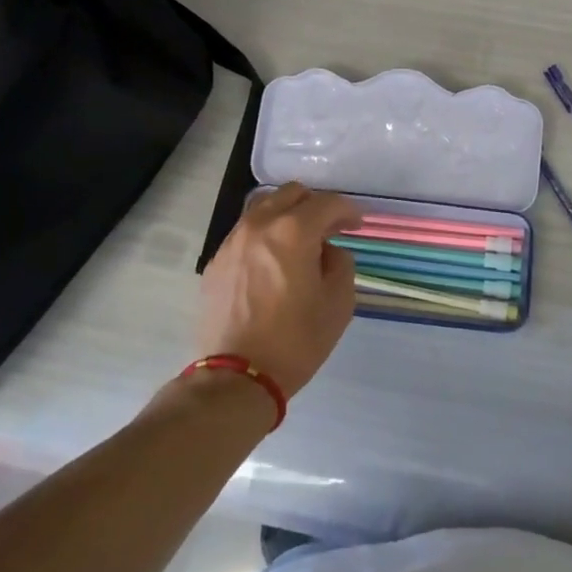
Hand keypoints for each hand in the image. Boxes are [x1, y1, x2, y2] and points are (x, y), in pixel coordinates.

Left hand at [197, 183, 358, 396]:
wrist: (235, 378)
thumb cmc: (295, 341)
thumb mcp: (338, 304)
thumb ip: (341, 264)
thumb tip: (328, 251)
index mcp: (293, 231)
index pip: (327, 203)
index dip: (347, 211)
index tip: (356, 225)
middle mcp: (260, 225)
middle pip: (291, 193)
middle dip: (315, 205)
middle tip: (328, 229)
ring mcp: (232, 241)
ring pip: (264, 208)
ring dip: (286, 215)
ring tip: (298, 242)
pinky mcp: (216, 262)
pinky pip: (245, 233)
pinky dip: (264, 236)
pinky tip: (271, 263)